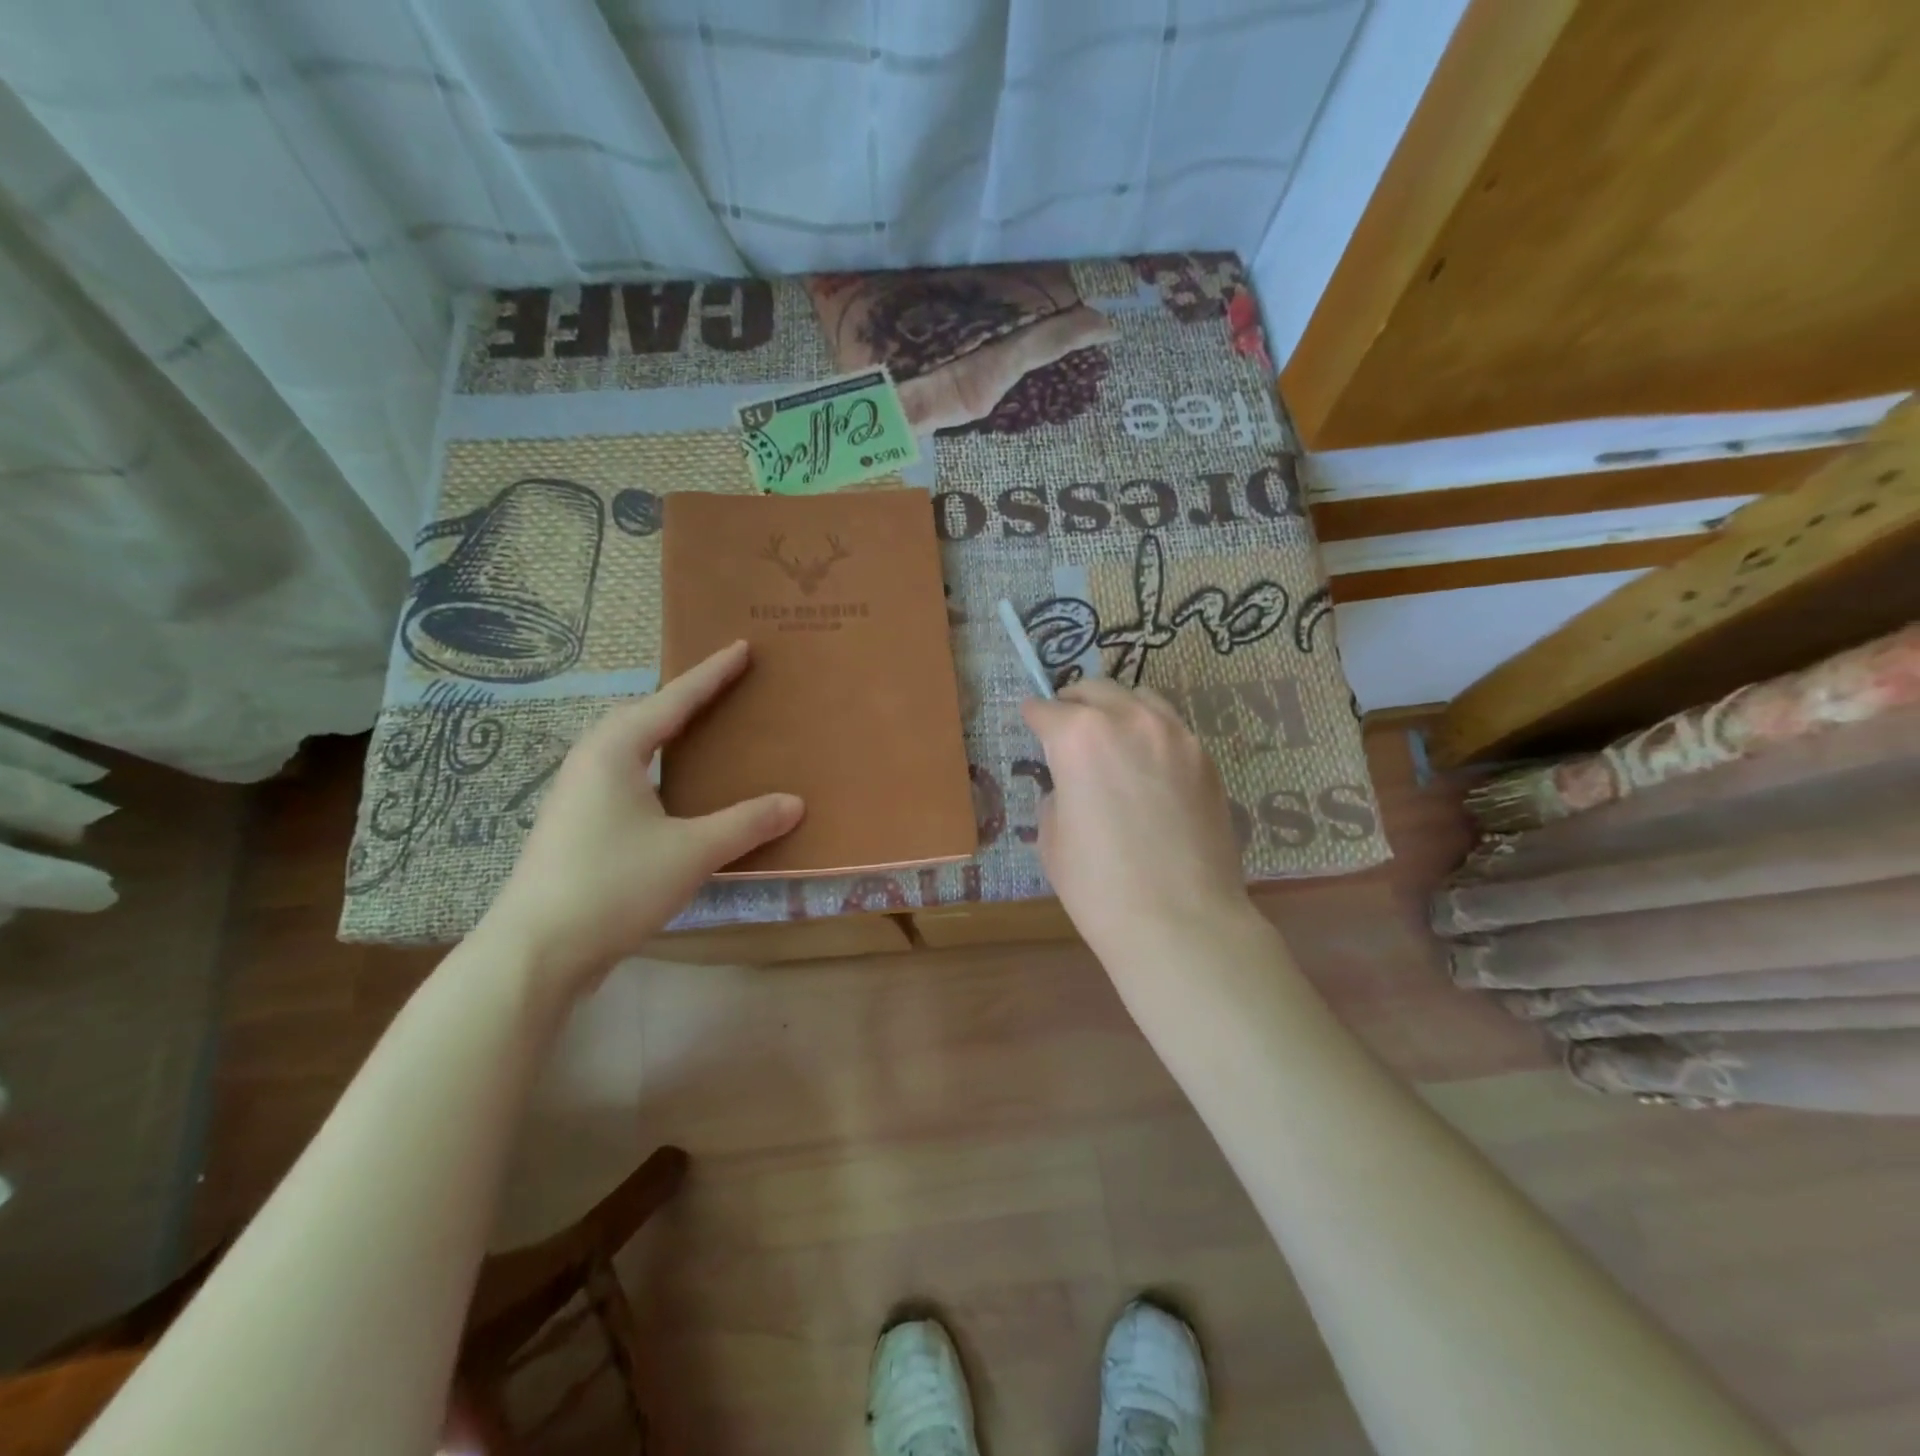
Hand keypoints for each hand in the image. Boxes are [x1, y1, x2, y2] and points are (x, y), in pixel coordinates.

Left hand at [479, 641, 802, 991]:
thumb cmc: (614, 885)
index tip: (741, 647)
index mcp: (614, 751)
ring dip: (664, 734)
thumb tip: (795, 803)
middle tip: (723, 689)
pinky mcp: (575, 827)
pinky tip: (670, 792)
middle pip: (644, 716)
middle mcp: (590, 762)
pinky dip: (654, 768)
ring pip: (629, 748)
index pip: (673, 700)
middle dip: (683, 699)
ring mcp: (576, 795)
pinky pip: (624, 777)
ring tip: (698, 732)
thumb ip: (745, 823)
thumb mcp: (691, 852)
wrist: (536, 951)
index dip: (711, 674)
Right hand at [1021, 679, 1253, 960]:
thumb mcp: (1053, 839)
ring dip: (1117, 709)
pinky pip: (1172, 728)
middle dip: (1074, 703)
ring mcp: (1175, 736)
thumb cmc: (1099, 886)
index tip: (1030, 722)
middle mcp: (1128, 720)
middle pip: (1095, 690)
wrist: (1181, 922)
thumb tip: (1072, 786)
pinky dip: (1151, 733)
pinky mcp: (1205, 760)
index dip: (1033, 717)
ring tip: (1111, 735)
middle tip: (1066, 723)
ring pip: (1140, 698)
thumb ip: (1057, 795)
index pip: (1046, 710)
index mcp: (1078, 737)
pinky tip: (1148, 764)